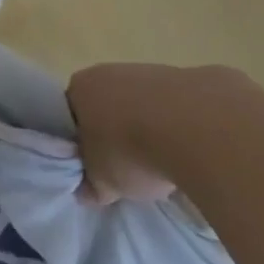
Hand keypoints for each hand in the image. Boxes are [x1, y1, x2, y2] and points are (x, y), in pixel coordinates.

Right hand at [67, 62, 261, 205]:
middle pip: (105, 106)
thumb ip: (91, 186)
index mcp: (79, 88)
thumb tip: (86, 191)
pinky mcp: (182, 77)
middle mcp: (107, 72)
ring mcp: (146, 71)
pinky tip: (187, 150)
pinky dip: (175, 125)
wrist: (192, 127)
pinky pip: (171, 107)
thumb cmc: (130, 150)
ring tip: (162, 162)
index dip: (81, 141)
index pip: (71, 114)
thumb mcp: (104, 182)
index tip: (94, 166)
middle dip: (115, 133)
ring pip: (139, 104)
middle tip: (127, 168)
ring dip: (147, 128)